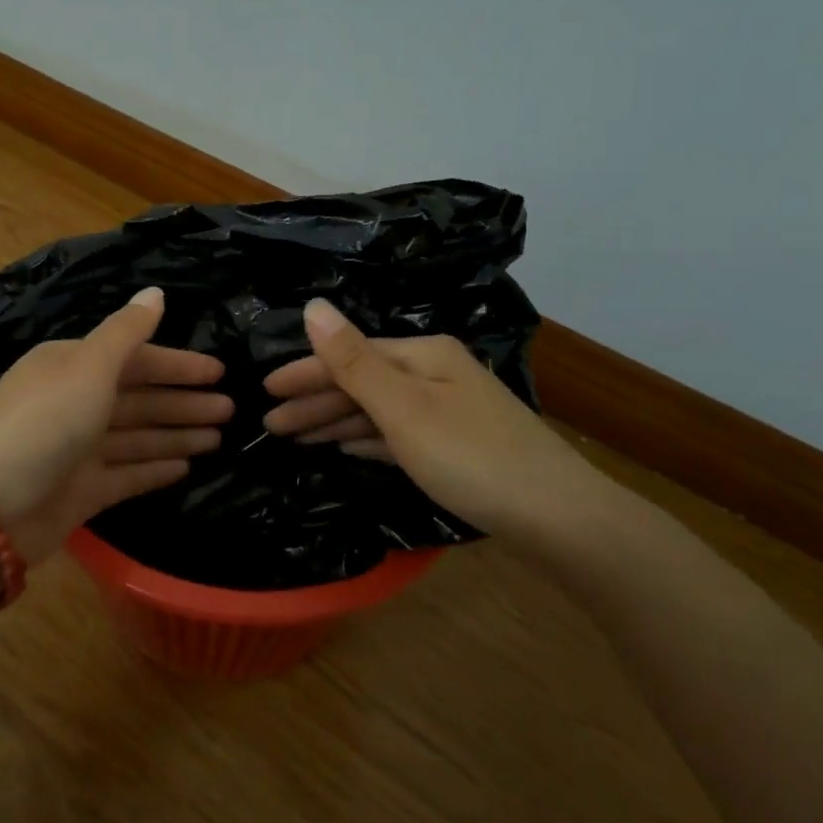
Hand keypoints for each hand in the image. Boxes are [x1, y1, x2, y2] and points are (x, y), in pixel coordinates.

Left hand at [0, 288, 231, 561]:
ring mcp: (78, 449)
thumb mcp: (89, 366)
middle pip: (140, 398)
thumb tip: (156, 292)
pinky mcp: (82, 491)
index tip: (218, 371)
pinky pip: (127, 474)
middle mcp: (75, 403)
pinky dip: (155, 468)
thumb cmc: (46, 422)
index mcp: (72, 366)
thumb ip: (127, 332)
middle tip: (231, 408)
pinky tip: (187, 467)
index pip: (135, 359)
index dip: (177, 364)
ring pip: (138, 436)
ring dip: (177, 434)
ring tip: (220, 437)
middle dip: (184, 402)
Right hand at [262, 299, 591, 542]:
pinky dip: (366, 438)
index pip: (348, 356)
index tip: (264, 391)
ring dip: (335, 421)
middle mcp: (434, 374)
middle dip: (314, 401)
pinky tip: (345, 446)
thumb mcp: (402, 408)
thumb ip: (353, 361)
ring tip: (295, 437)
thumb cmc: (470, 456)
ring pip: (376, 410)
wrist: (557, 516)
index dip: (304, 372)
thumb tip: (312, 305)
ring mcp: (446, 410)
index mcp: (421, 356)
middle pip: (361, 381)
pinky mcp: (454, 445)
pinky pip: (395, 433)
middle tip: (270, 423)